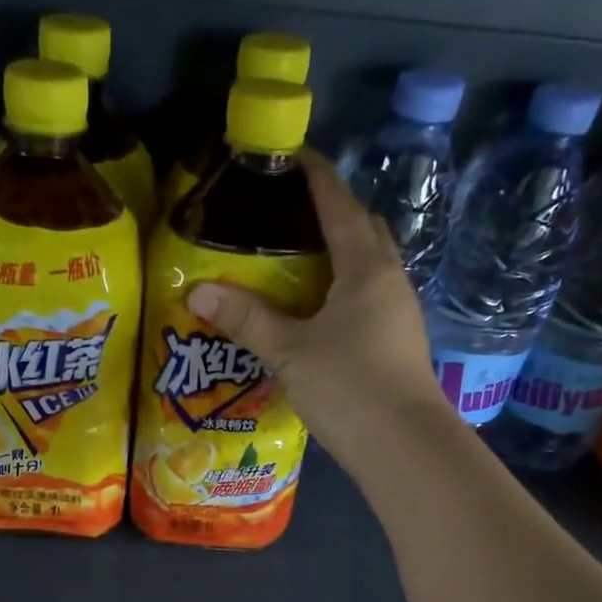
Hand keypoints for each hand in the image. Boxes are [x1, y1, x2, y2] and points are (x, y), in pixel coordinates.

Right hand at [187, 150, 450, 462]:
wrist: (403, 445)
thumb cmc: (348, 386)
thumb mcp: (290, 352)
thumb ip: (247, 319)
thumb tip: (198, 292)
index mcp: (365, 267)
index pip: (339, 204)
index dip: (316, 176)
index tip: (291, 156)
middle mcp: (389, 280)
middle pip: (363, 230)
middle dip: (331, 212)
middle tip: (290, 214)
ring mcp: (398, 313)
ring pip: (368, 267)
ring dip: (340, 255)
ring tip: (298, 262)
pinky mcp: (397, 343)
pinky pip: (368, 299)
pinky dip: (343, 291)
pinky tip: (318, 312)